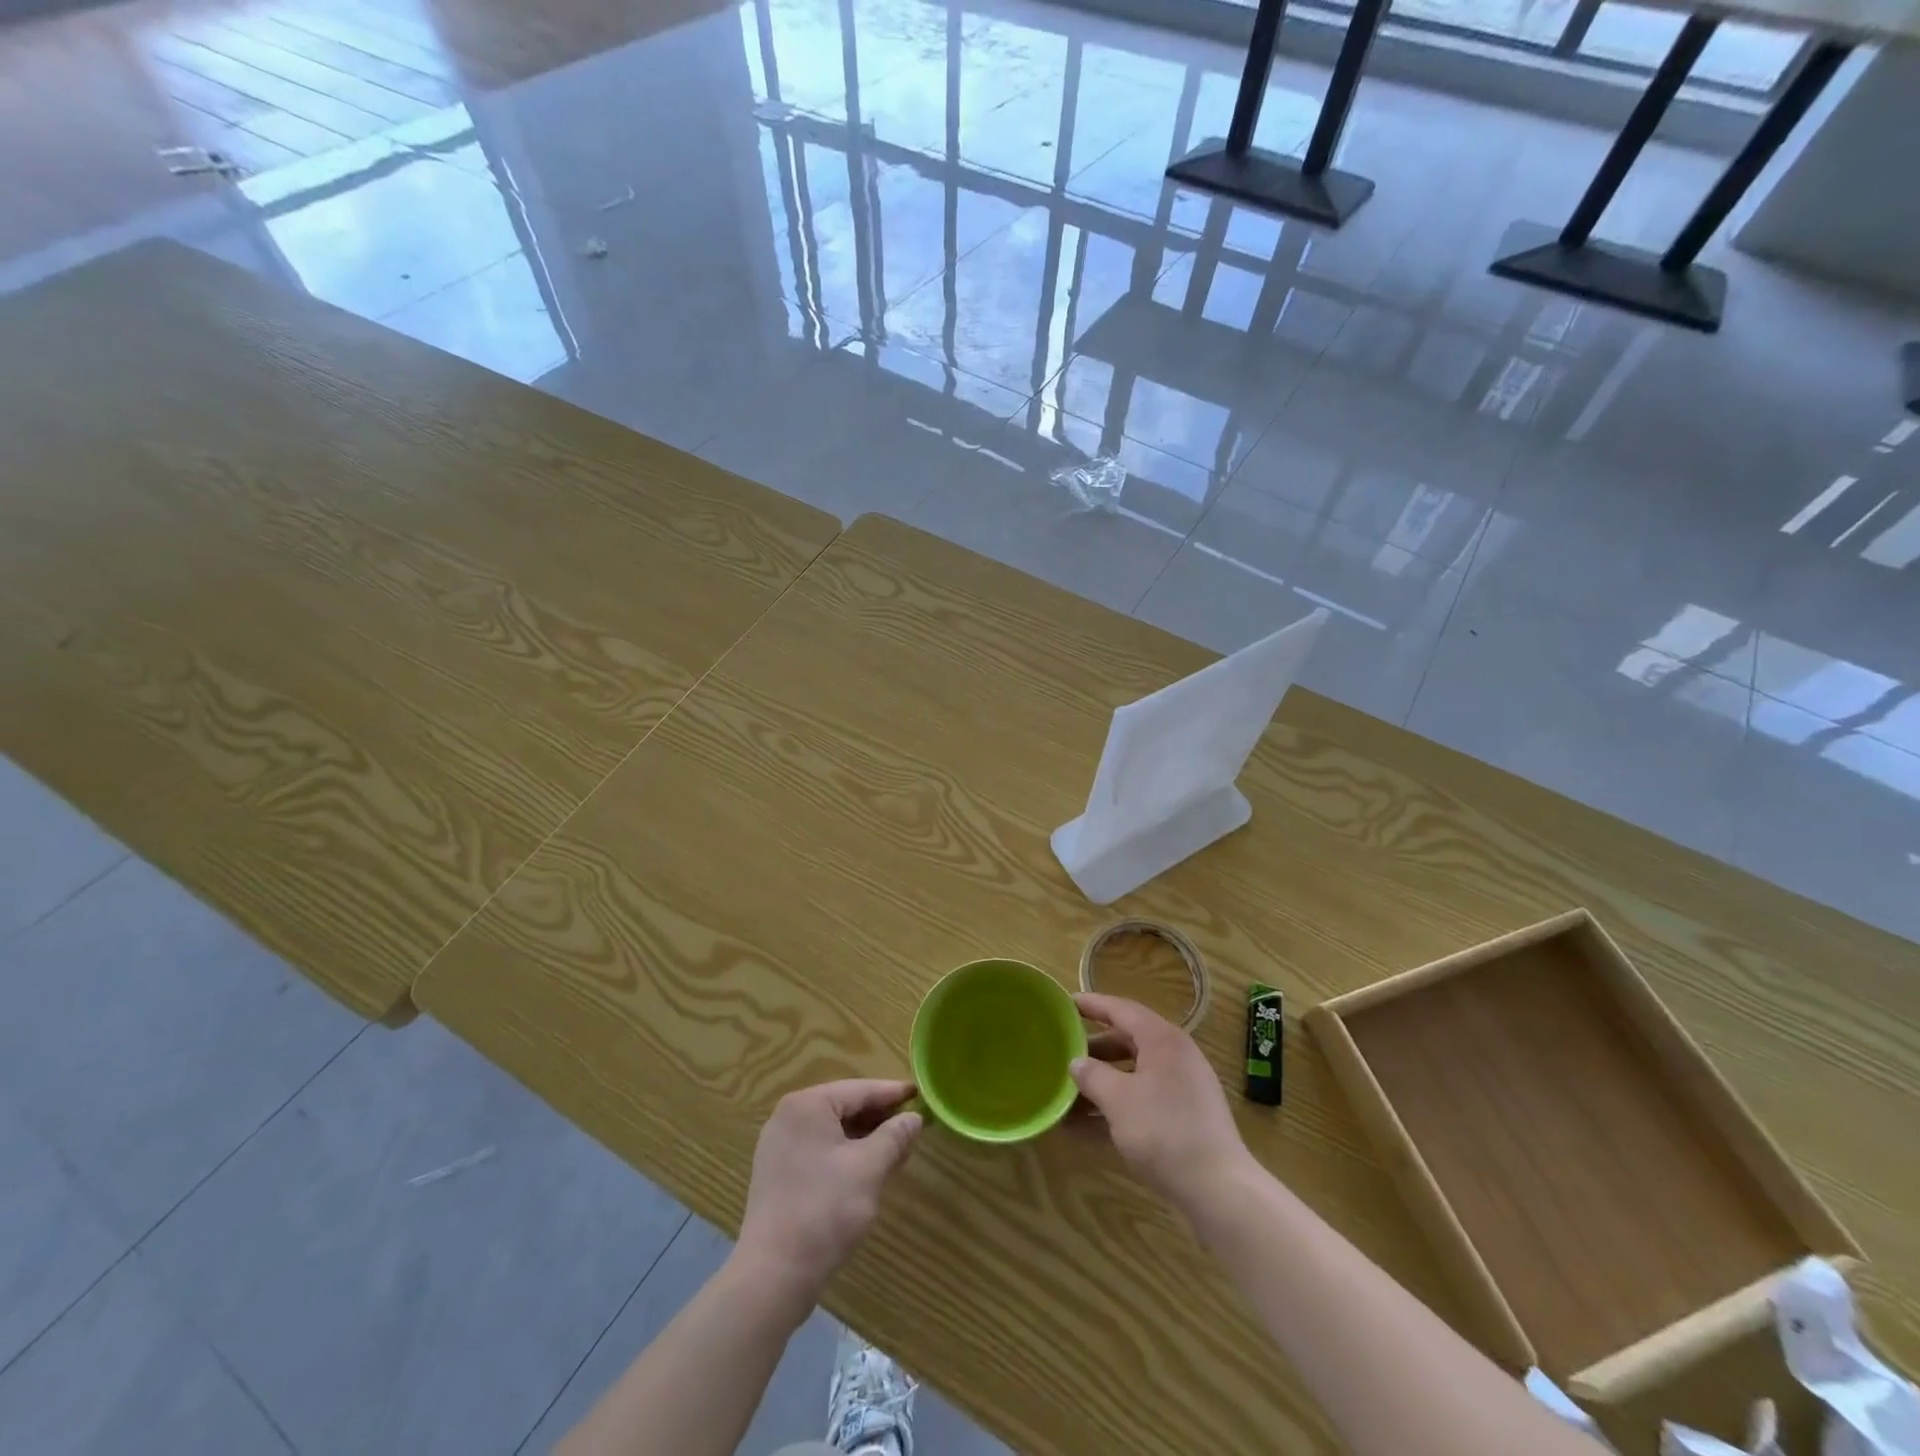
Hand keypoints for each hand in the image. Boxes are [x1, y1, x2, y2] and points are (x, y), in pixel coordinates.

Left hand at [735, 1079, 922, 1304]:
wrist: (772, 1276)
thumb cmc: (824, 1211)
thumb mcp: (869, 1169)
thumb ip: (894, 1137)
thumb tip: (914, 1119)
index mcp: (807, 1105)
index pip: (859, 1090)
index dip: (892, 1093)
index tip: (919, 1093)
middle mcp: (788, 1117)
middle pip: (844, 1107)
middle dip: (879, 1118)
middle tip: (912, 1125)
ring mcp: (779, 1146)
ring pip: (832, 1130)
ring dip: (864, 1138)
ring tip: (896, 1148)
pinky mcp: (777, 1173)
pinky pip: (819, 1150)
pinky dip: (845, 1154)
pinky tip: (867, 1169)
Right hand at [1071, 993, 1250, 1212]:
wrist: (1218, 1190)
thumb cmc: (1164, 1131)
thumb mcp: (1118, 1100)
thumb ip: (1092, 1076)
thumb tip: (1076, 1063)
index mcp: (1162, 1040)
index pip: (1121, 1010)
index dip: (1092, 1005)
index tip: (1065, 1003)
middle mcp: (1174, 1057)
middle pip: (1127, 1042)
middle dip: (1093, 1050)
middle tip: (1062, 1053)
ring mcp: (1181, 1090)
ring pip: (1132, 1075)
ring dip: (1100, 1084)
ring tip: (1065, 1094)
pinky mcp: (1182, 1120)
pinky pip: (1140, 1102)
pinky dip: (1115, 1108)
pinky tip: (1083, 1128)